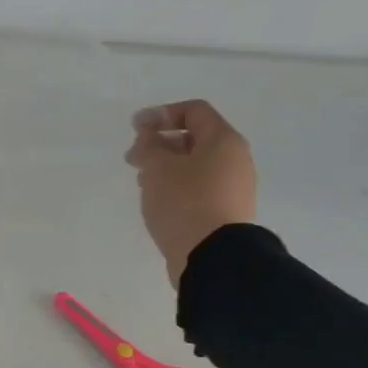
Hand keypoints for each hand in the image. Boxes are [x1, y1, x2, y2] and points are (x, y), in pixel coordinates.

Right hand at [126, 100, 256, 282]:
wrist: (213, 256)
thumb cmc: (184, 201)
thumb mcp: (158, 167)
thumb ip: (149, 144)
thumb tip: (150, 137)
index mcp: (223, 141)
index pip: (194, 111)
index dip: (161, 113)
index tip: (135, 128)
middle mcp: (235, 160)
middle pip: (194, 139)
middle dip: (159, 143)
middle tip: (133, 159)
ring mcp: (233, 188)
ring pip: (194, 165)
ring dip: (165, 167)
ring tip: (142, 182)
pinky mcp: (225, 212)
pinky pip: (198, 188)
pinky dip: (176, 186)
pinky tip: (158, 200)